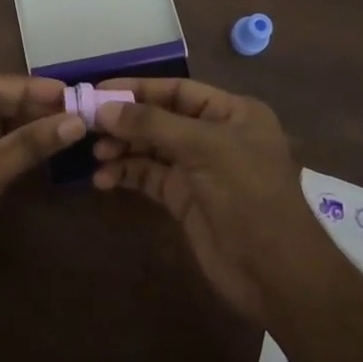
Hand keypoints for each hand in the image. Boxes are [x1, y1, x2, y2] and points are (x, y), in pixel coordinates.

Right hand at [91, 79, 327, 322]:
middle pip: (161, 118)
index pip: (178, 90)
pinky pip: (149, 177)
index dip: (139, 89)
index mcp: (232, 113)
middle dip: (126, 121)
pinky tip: (103, 179)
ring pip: (151, 148)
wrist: (276, 273)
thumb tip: (103, 108)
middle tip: (86, 124)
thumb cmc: (248, 195)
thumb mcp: (204, 149)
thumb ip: (152, 124)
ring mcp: (199, 169)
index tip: (98, 90)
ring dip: (123, 148)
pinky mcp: (185, 199)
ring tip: (95, 154)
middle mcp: (215, 135)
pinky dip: (126, 175)